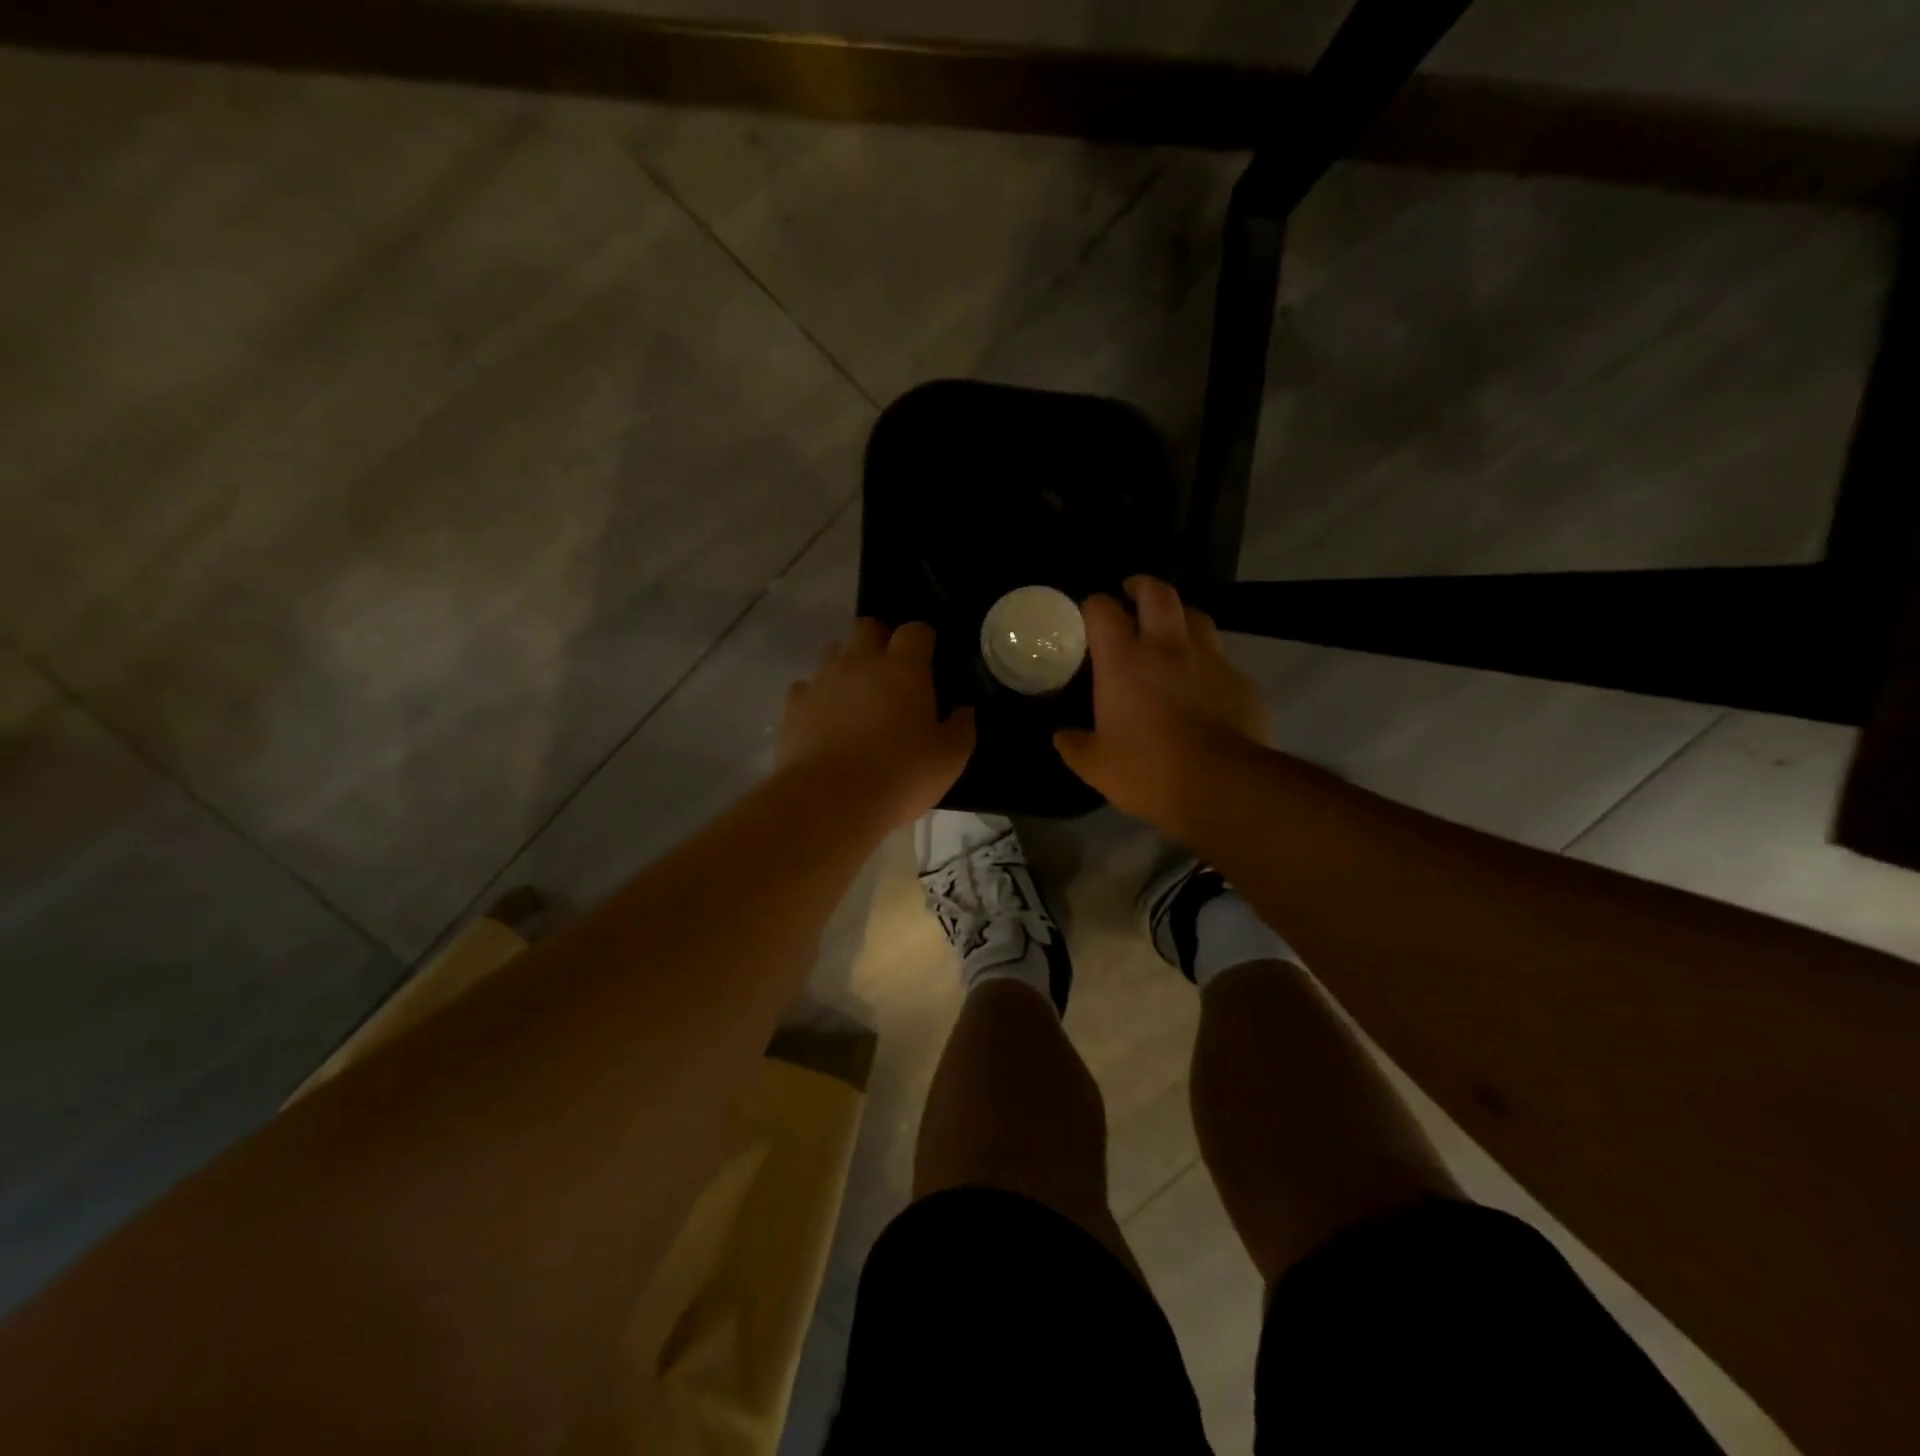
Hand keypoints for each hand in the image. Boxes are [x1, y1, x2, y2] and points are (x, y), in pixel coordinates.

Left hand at [778, 619, 974, 827]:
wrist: (831, 800)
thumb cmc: (900, 775)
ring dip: (847, 664)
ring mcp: (822, 680)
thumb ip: (961, 728)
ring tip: (857, 697)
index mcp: (903, 669)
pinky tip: (825, 721)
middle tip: (890, 673)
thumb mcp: (949, 759)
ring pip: (833, 651)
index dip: (923, 641)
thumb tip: (963, 711)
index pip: (915, 631)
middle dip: (879, 640)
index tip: (928, 661)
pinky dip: (818, 696)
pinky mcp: (794, 705)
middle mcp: (860, 662)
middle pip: (866, 627)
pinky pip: (806, 687)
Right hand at [1053, 577, 1265, 828]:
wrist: (1222, 785)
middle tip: (1132, 596)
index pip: (1103, 609)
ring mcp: (1210, 660)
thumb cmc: (1148, 770)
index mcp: (1124, 661)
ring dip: (1180, 617)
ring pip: (1197, 616)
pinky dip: (1209, 663)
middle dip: (1142, 586)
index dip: (1093, 606)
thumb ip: (1074, 745)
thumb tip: (1062, 736)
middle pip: (1157, 593)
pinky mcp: (1242, 681)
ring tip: (1171, 633)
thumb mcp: (1096, 766)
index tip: (1088, 616)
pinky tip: (1204, 685)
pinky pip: (1222, 659)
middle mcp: (1167, 647)